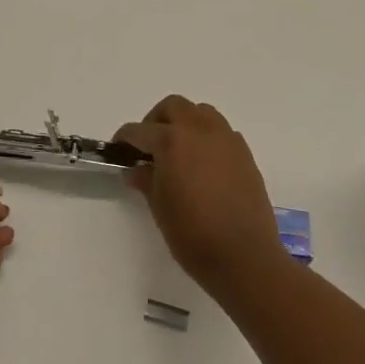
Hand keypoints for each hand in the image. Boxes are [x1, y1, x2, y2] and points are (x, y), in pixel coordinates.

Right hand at [114, 96, 286, 294]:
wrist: (245, 257)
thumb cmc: (193, 235)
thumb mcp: (160, 208)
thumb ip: (146, 180)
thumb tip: (137, 169)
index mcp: (172, 141)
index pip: (140, 130)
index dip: (125, 139)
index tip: (119, 149)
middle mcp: (200, 131)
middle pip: (173, 107)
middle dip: (156, 120)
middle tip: (149, 146)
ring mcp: (226, 139)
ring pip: (201, 113)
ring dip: (185, 123)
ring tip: (178, 151)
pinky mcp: (245, 153)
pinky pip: (221, 132)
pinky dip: (207, 138)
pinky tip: (203, 165)